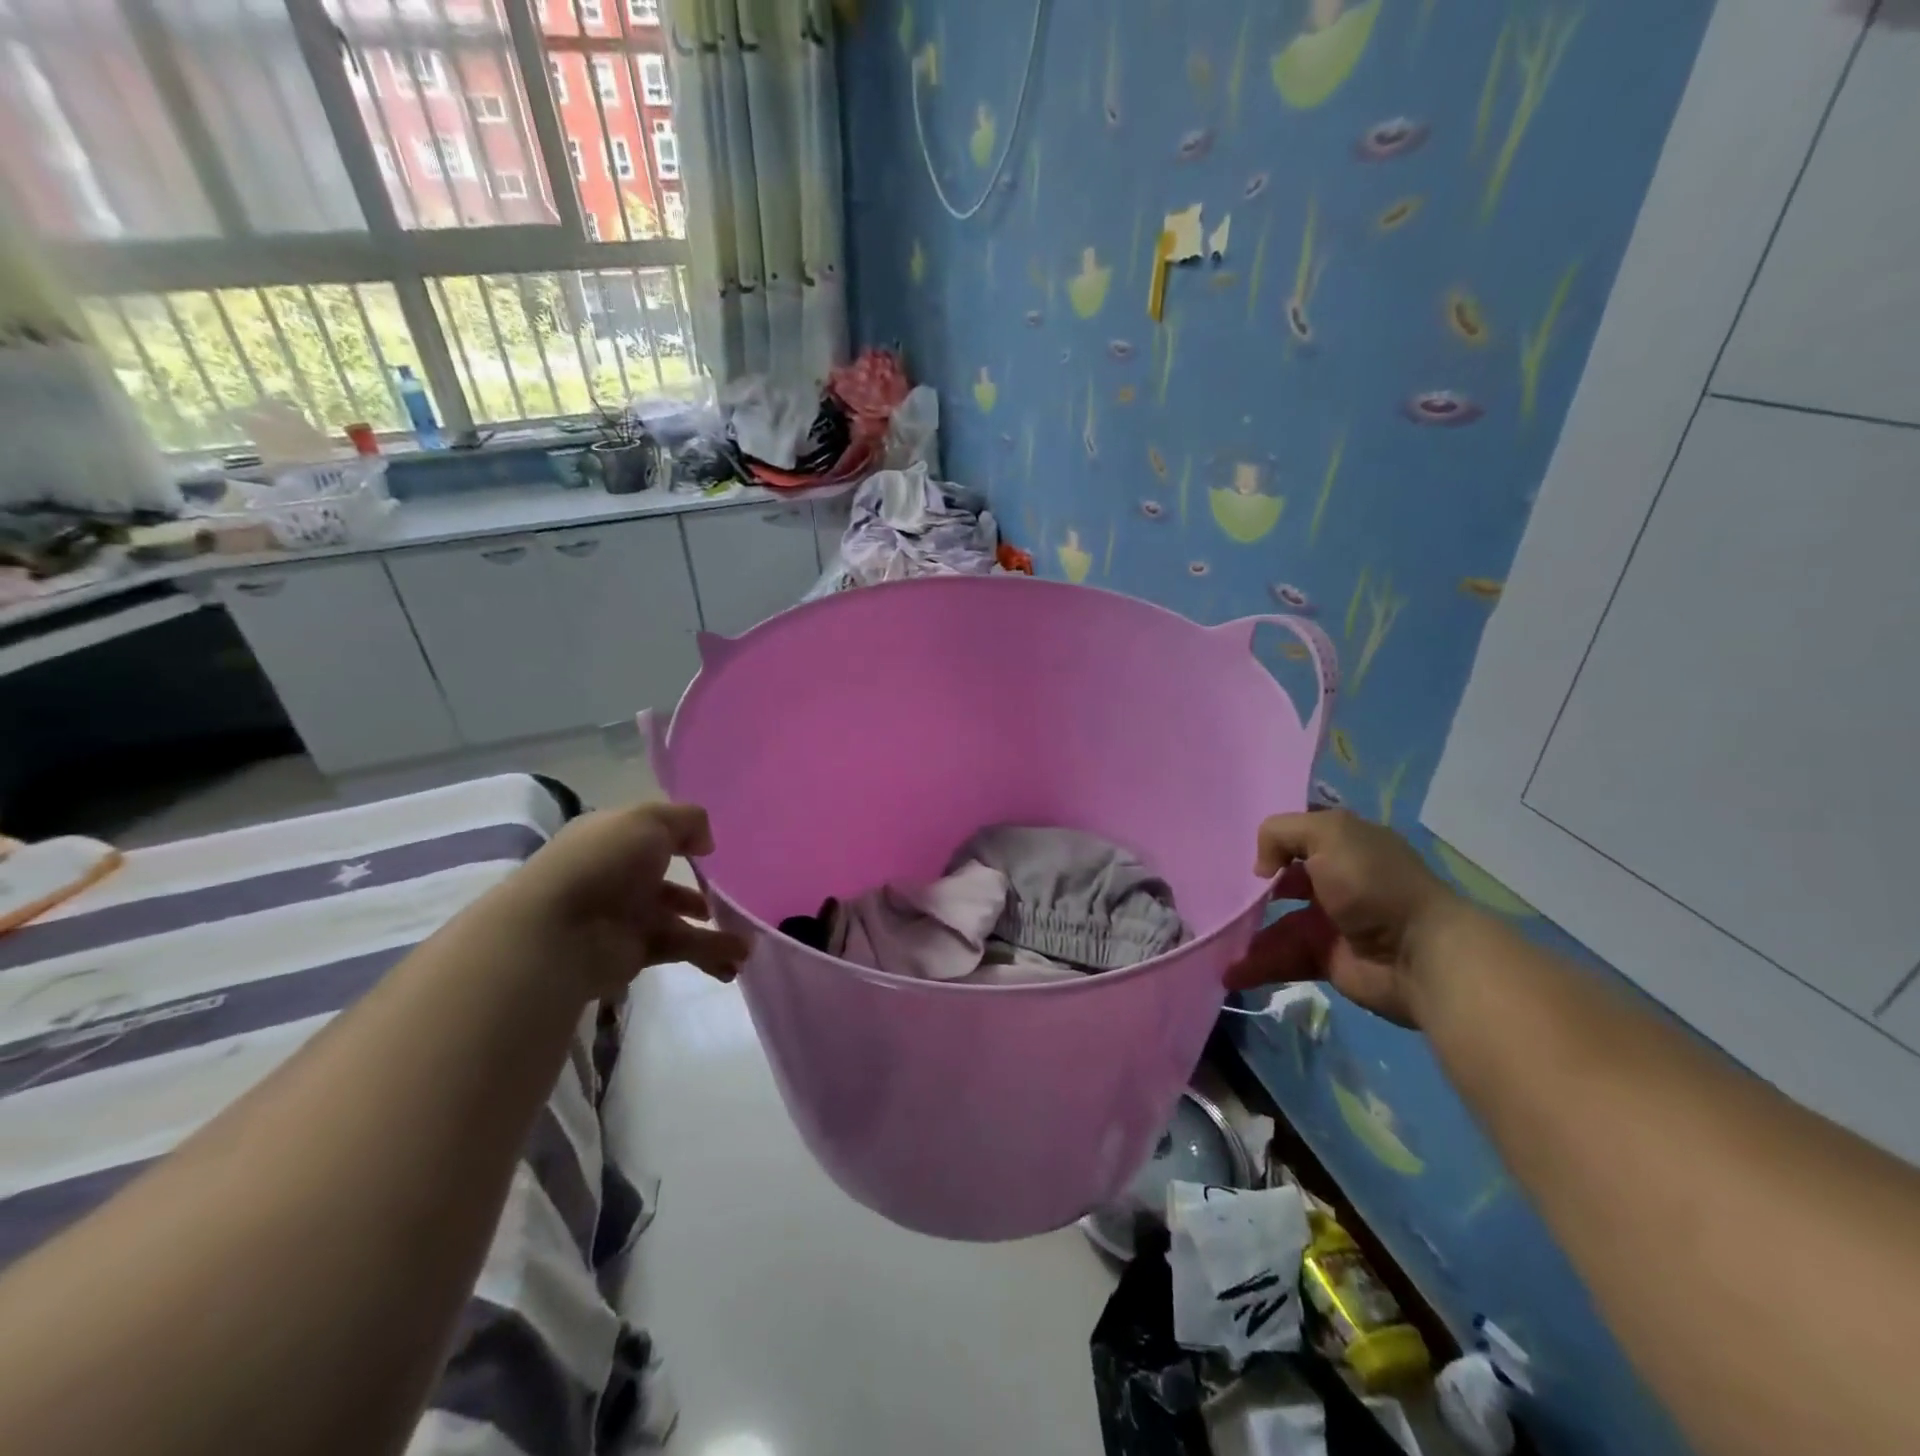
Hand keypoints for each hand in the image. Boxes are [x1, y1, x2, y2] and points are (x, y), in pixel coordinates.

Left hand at [507, 802, 750, 997]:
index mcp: (616, 839)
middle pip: (668, 880)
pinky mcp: (636, 952)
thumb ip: (687, 821)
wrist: (557, 933)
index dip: (682, 838)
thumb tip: (705, 843)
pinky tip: (737, 958)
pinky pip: (682, 948)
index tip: (714, 848)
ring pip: (681, 918)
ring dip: (716, 928)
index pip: (652, 835)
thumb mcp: (648, 820)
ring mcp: (628, 916)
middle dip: (704, 889)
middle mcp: (621, 876)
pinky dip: (711, 953)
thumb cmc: (602, 863)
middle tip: (738, 895)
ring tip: (750, 938)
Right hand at [1224, 810, 1460, 1028]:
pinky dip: (1255, 965)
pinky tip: (1227, 972)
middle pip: (1281, 880)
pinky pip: (1283, 958)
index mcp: (1342, 844)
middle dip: (1248, 888)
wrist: (1421, 955)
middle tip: (1213, 894)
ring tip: (1212, 938)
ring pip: (1276, 923)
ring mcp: (1330, 921)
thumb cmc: (1373, 884)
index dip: (1267, 840)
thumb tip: (1262, 869)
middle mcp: (1335, 880)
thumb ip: (1281, 833)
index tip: (1232, 848)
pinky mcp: (1326, 959)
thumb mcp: (1328, 834)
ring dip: (1245, 932)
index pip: (1296, 835)